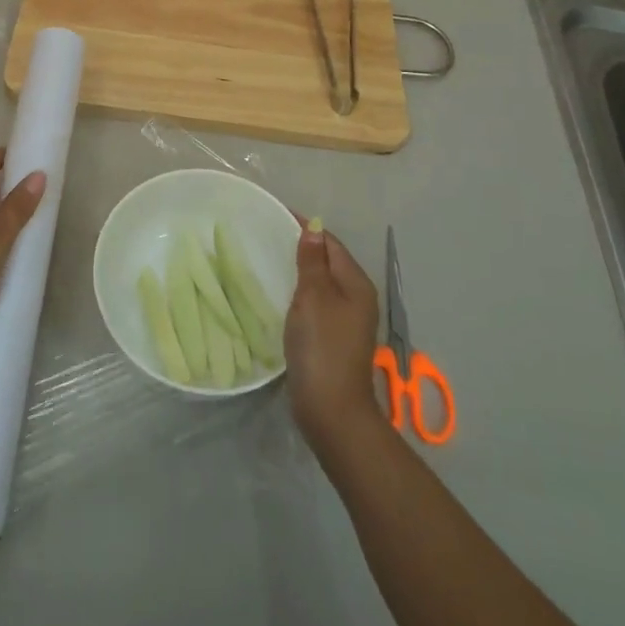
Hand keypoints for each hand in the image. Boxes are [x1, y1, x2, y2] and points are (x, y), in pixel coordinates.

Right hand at [284, 224, 382, 450]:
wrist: (331, 410)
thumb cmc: (322, 346)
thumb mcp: (314, 297)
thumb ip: (312, 262)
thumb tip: (313, 229)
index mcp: (357, 283)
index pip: (331, 243)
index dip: (307, 228)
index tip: (276, 215)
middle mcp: (357, 298)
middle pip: (329, 262)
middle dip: (303, 247)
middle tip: (267, 236)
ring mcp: (346, 320)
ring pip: (322, 283)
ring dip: (300, 271)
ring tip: (269, 261)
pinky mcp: (333, 339)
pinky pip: (316, 303)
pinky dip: (299, 293)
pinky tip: (280, 295)